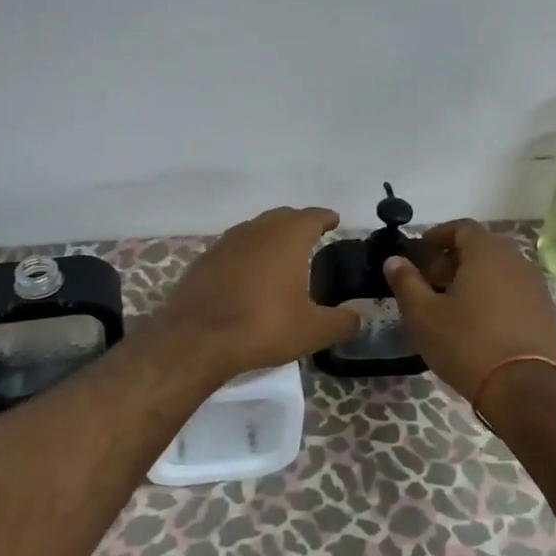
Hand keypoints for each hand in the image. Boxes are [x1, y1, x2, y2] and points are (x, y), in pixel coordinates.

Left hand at [154, 207, 360, 380]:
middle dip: (298, 223)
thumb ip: (341, 322)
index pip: (312, 216)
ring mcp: (226, 242)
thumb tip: (357, 318)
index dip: (325, 218)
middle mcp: (257, 230)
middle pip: (282, 217)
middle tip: (311, 236)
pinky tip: (248, 274)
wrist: (197, 338)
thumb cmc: (263, 326)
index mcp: (287, 237)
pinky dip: (247, 254)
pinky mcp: (205, 260)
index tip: (334, 220)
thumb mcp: (313, 331)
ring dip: (270, 236)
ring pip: (255, 229)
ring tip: (281, 255)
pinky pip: (233, 248)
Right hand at [382, 220, 555, 402]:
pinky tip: (478, 322)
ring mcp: (535, 286)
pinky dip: (493, 295)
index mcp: (487, 253)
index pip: (462, 227)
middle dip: (452, 259)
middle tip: (430, 282)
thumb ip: (406, 282)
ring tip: (452, 304)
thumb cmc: (466, 343)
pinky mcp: (545, 311)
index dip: (438, 235)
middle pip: (481, 247)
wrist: (522, 389)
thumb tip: (394, 260)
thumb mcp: (424, 314)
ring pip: (498, 269)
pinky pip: (513, 290)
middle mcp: (516, 261)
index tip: (420, 252)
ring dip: (473, 278)